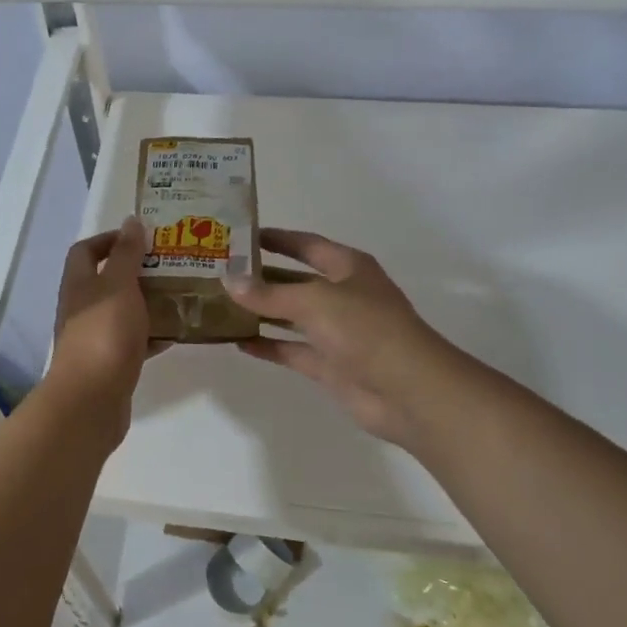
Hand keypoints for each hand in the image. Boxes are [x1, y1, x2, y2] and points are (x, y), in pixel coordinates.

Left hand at [47, 218, 160, 438]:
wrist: (91, 400)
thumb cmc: (104, 334)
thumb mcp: (118, 285)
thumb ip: (126, 254)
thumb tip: (131, 221)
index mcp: (79, 284)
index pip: (86, 250)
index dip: (109, 239)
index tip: (142, 237)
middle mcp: (82, 308)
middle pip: (107, 281)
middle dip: (138, 270)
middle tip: (173, 263)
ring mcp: (95, 338)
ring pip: (123, 311)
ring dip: (148, 302)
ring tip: (181, 294)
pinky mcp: (110, 363)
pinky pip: (133, 341)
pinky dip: (153, 335)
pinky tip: (177, 333)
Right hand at [225, 228, 470, 449]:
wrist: (407, 390)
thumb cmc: (365, 329)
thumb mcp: (314, 301)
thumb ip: (269, 293)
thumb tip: (228, 281)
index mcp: (347, 267)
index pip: (305, 244)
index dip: (275, 239)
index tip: (239, 235)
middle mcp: (342, 294)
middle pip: (294, 280)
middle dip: (260, 277)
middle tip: (219, 273)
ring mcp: (336, 331)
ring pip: (290, 316)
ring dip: (260, 311)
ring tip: (220, 305)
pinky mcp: (329, 364)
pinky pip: (291, 349)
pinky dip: (267, 345)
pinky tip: (237, 341)